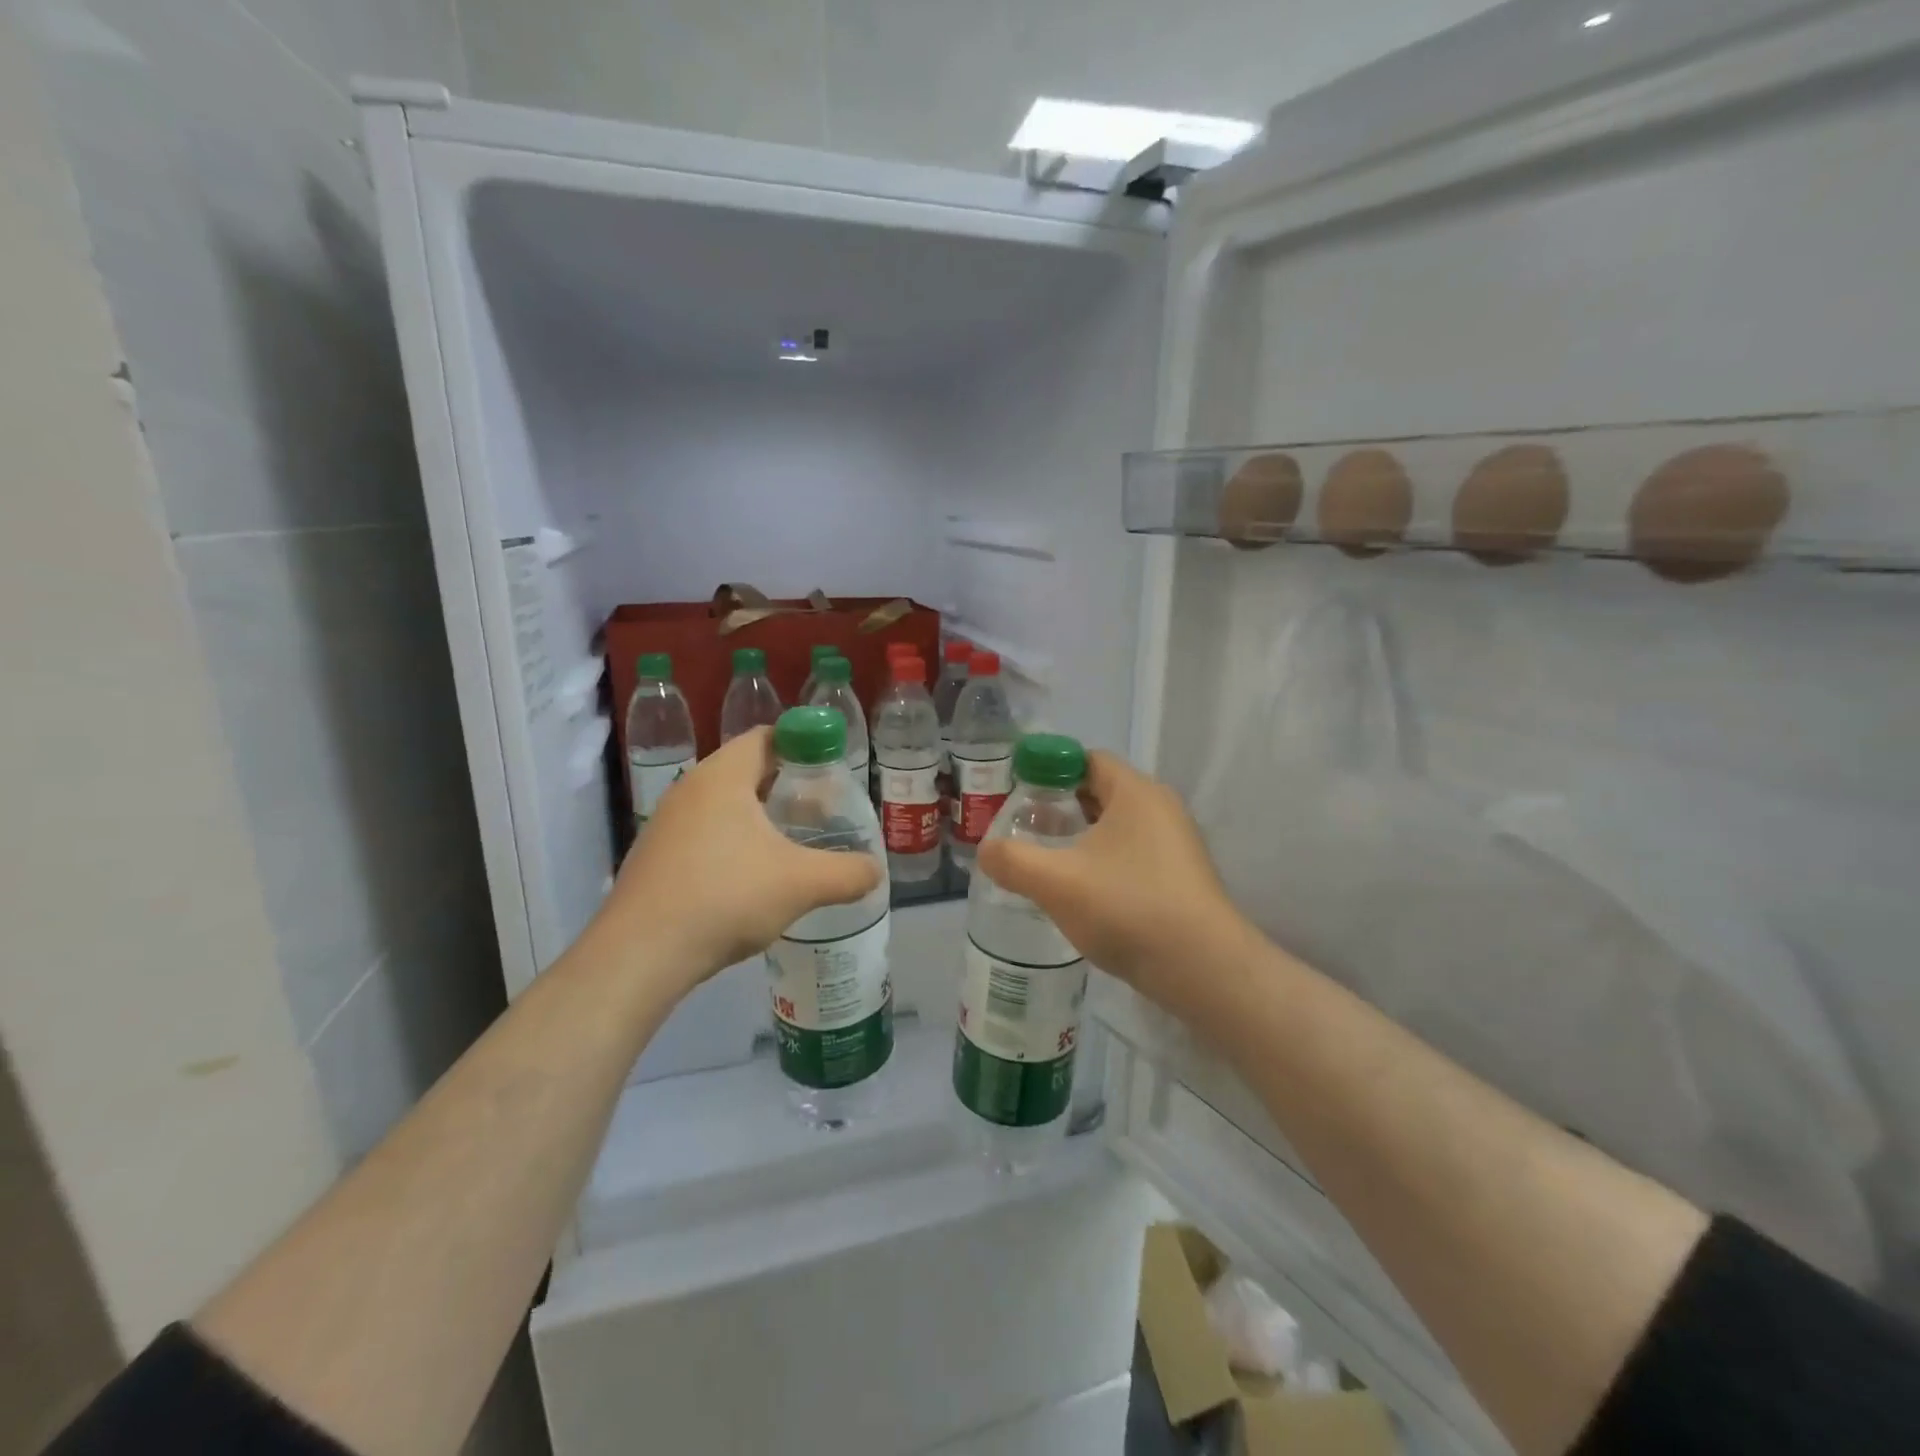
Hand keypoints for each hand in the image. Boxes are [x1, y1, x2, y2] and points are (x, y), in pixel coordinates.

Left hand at [591, 729, 881, 997]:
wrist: (640, 954)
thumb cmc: (726, 897)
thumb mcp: (801, 883)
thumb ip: (847, 873)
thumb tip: (875, 871)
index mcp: (722, 777)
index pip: (766, 736)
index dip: (802, 743)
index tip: (831, 767)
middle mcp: (690, 789)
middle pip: (746, 770)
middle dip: (787, 785)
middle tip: (822, 807)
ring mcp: (667, 824)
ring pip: (724, 806)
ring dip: (760, 817)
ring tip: (793, 843)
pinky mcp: (656, 858)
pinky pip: (705, 834)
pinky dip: (733, 843)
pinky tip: (753, 878)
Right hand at [975, 752, 1252, 1016]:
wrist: (1203, 969)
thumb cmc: (1127, 907)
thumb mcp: (1055, 881)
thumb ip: (1012, 860)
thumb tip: (985, 850)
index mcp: (1135, 792)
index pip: (1087, 759)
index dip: (1048, 770)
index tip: (1018, 793)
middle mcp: (1161, 809)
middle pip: (1101, 792)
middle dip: (1060, 806)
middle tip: (1024, 828)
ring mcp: (1176, 845)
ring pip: (1117, 827)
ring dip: (1081, 838)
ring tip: (1046, 861)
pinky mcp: (1181, 878)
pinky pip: (1133, 855)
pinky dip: (1103, 862)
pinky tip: (1082, 892)